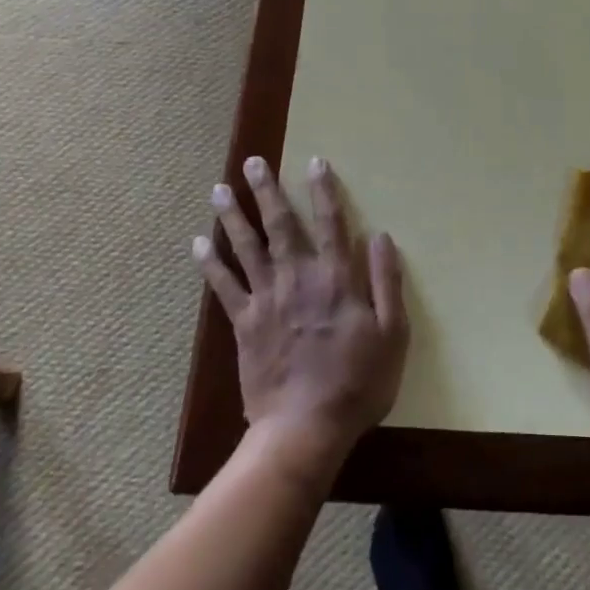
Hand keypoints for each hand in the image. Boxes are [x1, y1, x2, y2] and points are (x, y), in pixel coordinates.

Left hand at [196, 155, 407, 473]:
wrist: (305, 428)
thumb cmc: (357, 382)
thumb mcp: (392, 334)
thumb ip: (386, 282)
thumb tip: (381, 237)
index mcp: (335, 279)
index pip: (331, 223)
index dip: (324, 190)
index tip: (314, 161)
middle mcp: (297, 278)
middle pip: (280, 225)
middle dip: (267, 191)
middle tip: (252, 162)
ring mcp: (266, 300)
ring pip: (246, 247)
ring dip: (232, 216)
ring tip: (219, 188)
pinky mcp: (244, 324)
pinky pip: (224, 287)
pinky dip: (210, 264)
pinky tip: (198, 244)